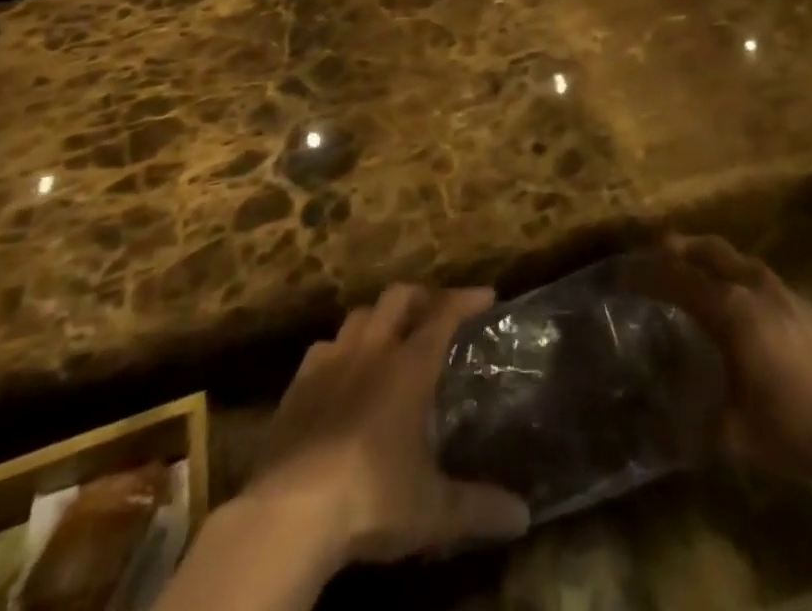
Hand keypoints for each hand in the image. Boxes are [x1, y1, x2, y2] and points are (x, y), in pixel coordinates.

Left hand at [245, 284, 530, 568]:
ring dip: (379, 318)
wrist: (288, 512)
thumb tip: (524, 516)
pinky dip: (339, 350)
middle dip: (421, 297)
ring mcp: (330, 362)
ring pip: (358, 316)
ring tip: (390, 337)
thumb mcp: (433, 511)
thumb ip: (479, 507)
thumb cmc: (370, 497)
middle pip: (397, 298)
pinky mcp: (296, 386)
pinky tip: (342, 371)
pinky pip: (323, 349)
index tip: (487, 295)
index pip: (444, 314)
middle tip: (437, 311)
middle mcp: (371, 350)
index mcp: (408, 366)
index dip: (467, 299)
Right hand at [651, 235, 811, 484]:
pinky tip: (751, 308)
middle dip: (683, 247)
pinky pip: (768, 283)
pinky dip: (746, 281)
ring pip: (743, 262)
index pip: (679, 280)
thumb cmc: (799, 429)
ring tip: (702, 271)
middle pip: (712, 252)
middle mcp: (757, 290)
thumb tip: (667, 419)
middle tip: (660, 250)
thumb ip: (698, 420)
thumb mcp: (737, 436)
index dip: (648, 275)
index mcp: (732, 312)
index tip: (624, 273)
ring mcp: (789, 295)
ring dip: (716, 260)